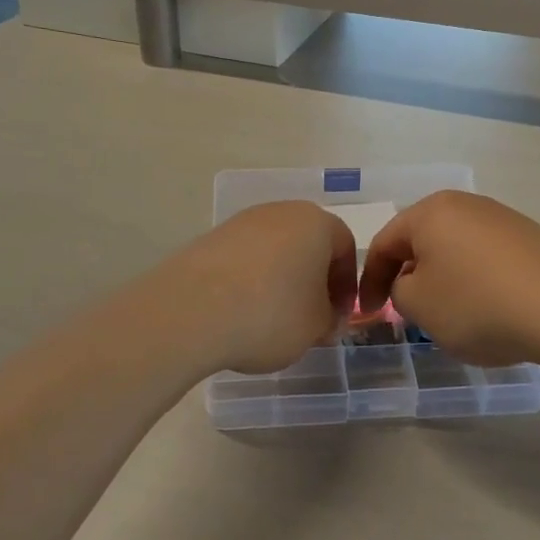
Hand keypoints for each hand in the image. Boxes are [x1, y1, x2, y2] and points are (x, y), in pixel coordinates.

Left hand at [165, 202, 356, 374]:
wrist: (192, 311)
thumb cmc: (272, 313)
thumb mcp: (316, 326)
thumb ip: (330, 319)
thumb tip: (326, 316)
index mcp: (316, 223)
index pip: (345, 248)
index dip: (346, 285)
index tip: (338, 316)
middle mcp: (280, 212)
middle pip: (307, 244)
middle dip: (313, 279)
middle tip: (310, 316)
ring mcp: (240, 223)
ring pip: (274, 250)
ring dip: (280, 279)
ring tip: (272, 317)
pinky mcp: (209, 239)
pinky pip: (243, 260)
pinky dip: (249, 282)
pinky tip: (241, 311)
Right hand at [356, 191, 539, 365]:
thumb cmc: (477, 304)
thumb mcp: (420, 306)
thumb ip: (399, 291)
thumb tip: (411, 283)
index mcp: (431, 212)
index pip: (385, 243)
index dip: (371, 280)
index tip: (370, 312)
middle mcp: (466, 205)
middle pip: (422, 240)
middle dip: (409, 274)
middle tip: (405, 308)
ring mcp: (503, 218)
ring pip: (456, 248)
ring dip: (443, 277)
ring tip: (448, 312)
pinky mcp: (531, 238)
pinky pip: (487, 258)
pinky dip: (476, 280)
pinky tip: (488, 308)